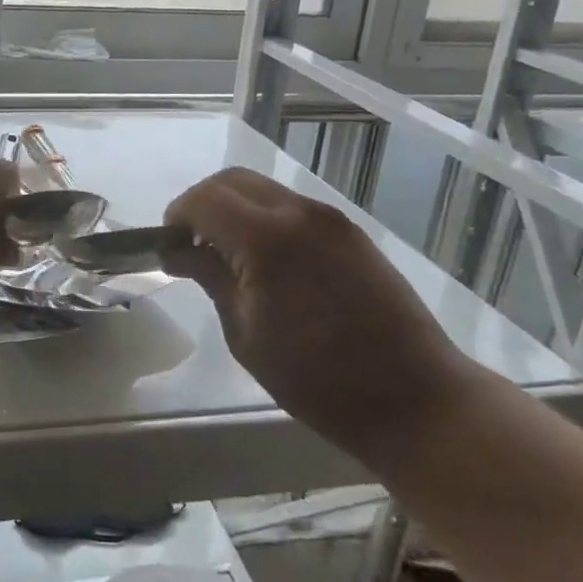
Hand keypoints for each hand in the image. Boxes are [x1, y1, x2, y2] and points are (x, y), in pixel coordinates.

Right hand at [163, 168, 472, 451]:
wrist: (415, 400)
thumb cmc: (318, 379)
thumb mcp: (245, 333)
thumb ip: (210, 277)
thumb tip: (177, 250)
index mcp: (267, 238)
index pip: (204, 199)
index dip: (176, 217)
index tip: (167, 247)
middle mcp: (299, 213)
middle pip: (232, 181)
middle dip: (201, 204)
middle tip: (190, 245)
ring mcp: (330, 219)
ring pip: (263, 189)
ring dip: (233, 209)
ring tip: (225, 255)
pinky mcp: (350, 232)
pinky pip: (292, 207)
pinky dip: (263, 218)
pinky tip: (264, 261)